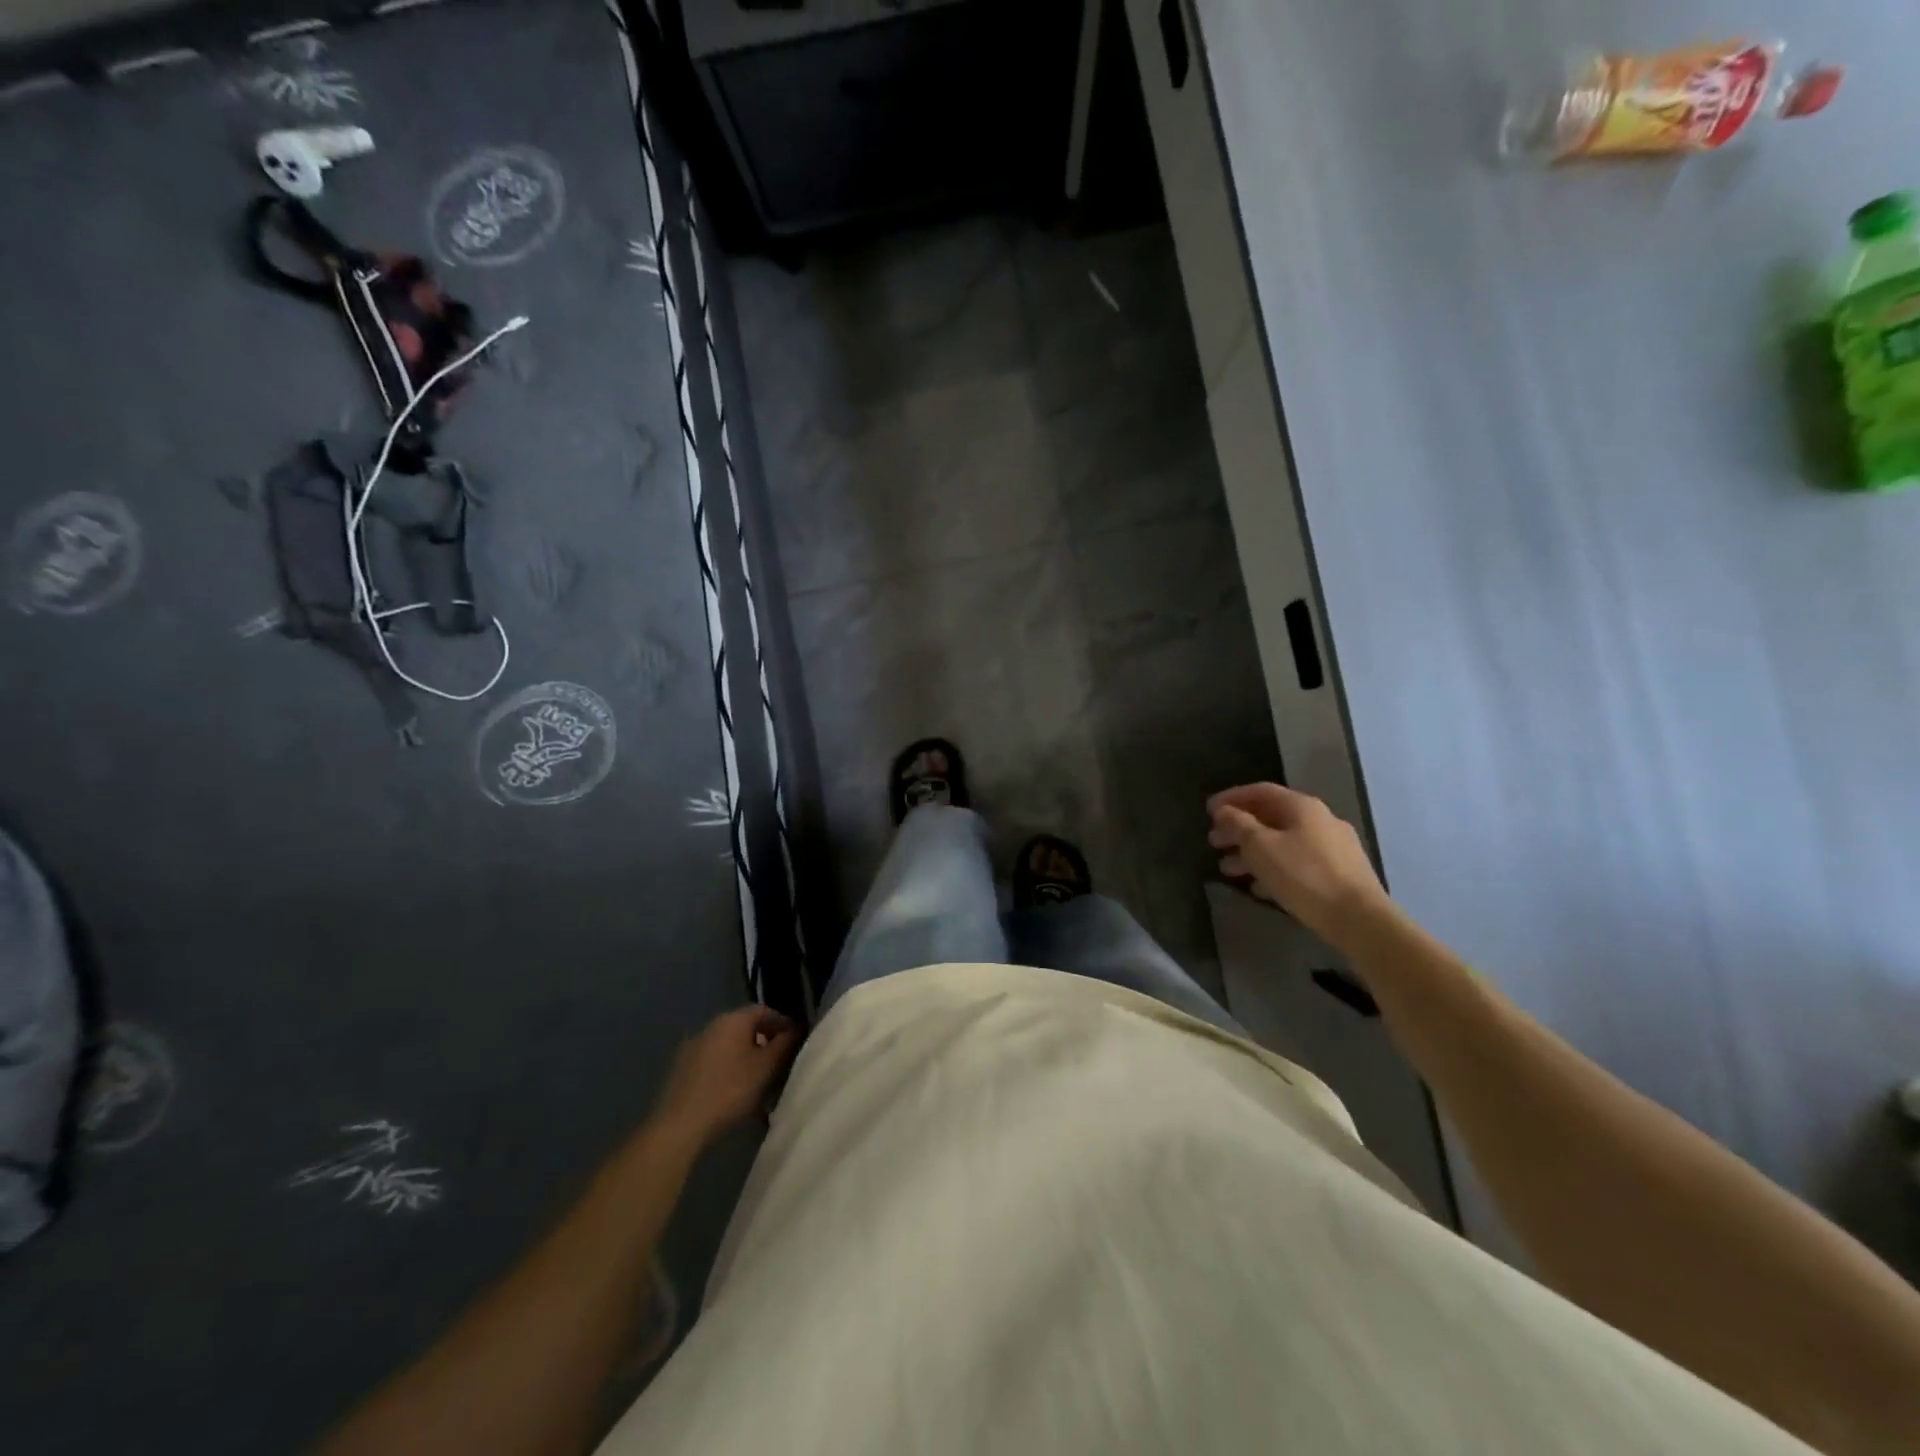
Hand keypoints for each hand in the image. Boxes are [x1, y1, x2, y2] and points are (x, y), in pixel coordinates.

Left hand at [653, 1006, 797, 1147]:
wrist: (680, 1126)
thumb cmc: (730, 1090)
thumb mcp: (766, 1067)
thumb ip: (784, 1045)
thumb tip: (795, 1030)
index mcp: (732, 1020)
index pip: (764, 1011)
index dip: (782, 1023)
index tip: (795, 1041)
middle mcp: (710, 1027)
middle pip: (745, 1029)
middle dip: (765, 1044)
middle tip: (779, 1064)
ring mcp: (693, 1049)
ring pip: (729, 1048)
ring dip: (747, 1061)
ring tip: (759, 1084)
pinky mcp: (682, 1071)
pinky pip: (714, 1064)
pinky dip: (729, 1073)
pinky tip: (735, 1095)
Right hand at [1208, 783, 1390, 945]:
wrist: (1360, 919)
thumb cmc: (1304, 876)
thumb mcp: (1261, 847)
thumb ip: (1239, 825)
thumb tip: (1224, 811)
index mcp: (1302, 807)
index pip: (1260, 791)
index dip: (1231, 798)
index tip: (1208, 811)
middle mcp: (1321, 820)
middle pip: (1271, 817)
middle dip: (1239, 829)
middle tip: (1214, 842)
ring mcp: (1334, 847)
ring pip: (1283, 842)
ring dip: (1253, 852)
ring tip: (1228, 870)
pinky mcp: (1340, 873)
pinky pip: (1298, 862)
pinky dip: (1274, 869)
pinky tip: (1259, 888)